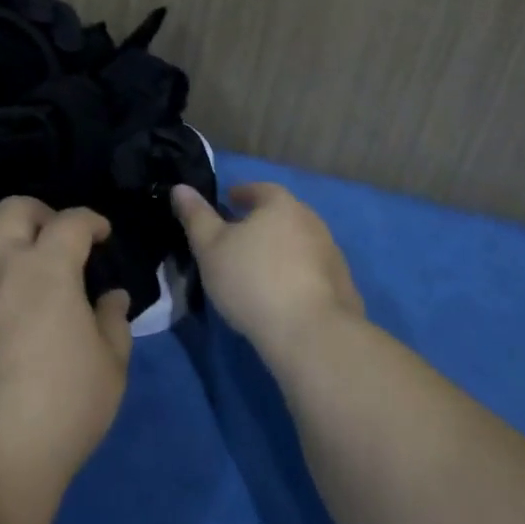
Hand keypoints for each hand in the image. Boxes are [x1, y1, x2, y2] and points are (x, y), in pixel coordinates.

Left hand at [0, 197, 132, 523]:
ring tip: (7, 250)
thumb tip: (111, 295)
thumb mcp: (111, 368)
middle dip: (40, 212)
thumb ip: (113, 321)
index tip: (101, 235)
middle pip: (12, 208)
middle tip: (54, 236)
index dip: (91, 220)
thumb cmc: (61, 412)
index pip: (71, 222)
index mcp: (47, 269)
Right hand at [172, 182, 364, 369]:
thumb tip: (180, 188)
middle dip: (262, 222)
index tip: (228, 202)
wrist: (311, 335)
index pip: (260, 189)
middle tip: (240, 237)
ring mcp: (332, 255)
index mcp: (281, 205)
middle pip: (283, 215)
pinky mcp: (344, 288)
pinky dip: (298, 276)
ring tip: (260, 269)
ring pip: (300, 244)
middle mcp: (312, 222)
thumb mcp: (210, 248)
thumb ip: (195, 216)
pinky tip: (284, 296)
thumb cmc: (252, 280)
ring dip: (281, 250)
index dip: (241, 194)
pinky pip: (314, 273)